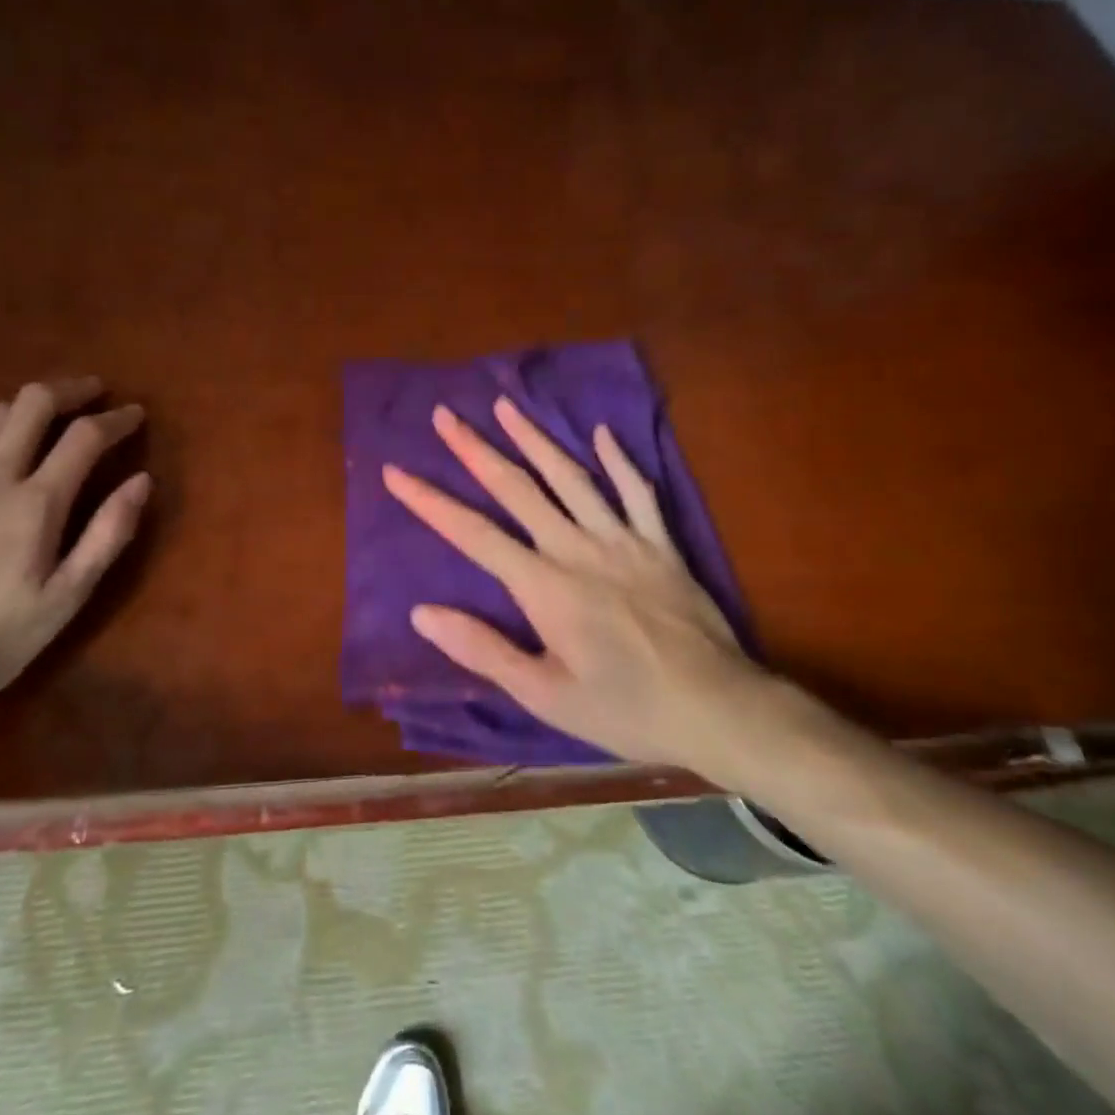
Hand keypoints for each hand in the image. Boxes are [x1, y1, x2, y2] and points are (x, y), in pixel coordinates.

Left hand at [0, 377, 149, 705]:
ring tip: (46, 416)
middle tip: (93, 394)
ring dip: (26, 406)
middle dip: (70, 390)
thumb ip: (107, 535)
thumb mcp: (67, 599)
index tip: (135, 415)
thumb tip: (142, 481)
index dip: (116, 419)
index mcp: (36, 503)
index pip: (85, 437)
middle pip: (32, 403)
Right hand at [382, 397, 782, 779]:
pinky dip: (619, 461)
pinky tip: (602, 433)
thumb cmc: (624, 709)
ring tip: (506, 405)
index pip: (473, 534)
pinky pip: (638, 492)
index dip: (430, 502)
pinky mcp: (661, 544)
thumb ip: (483, 649)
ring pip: (572, 477)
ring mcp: (623, 540)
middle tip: (446, 415)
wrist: (718, 709)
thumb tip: (422, 613)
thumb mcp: (544, 694)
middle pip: (517, 489)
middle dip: (476, 450)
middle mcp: (577, 548)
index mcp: (543, 586)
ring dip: (535, 438)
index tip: (396, 472)